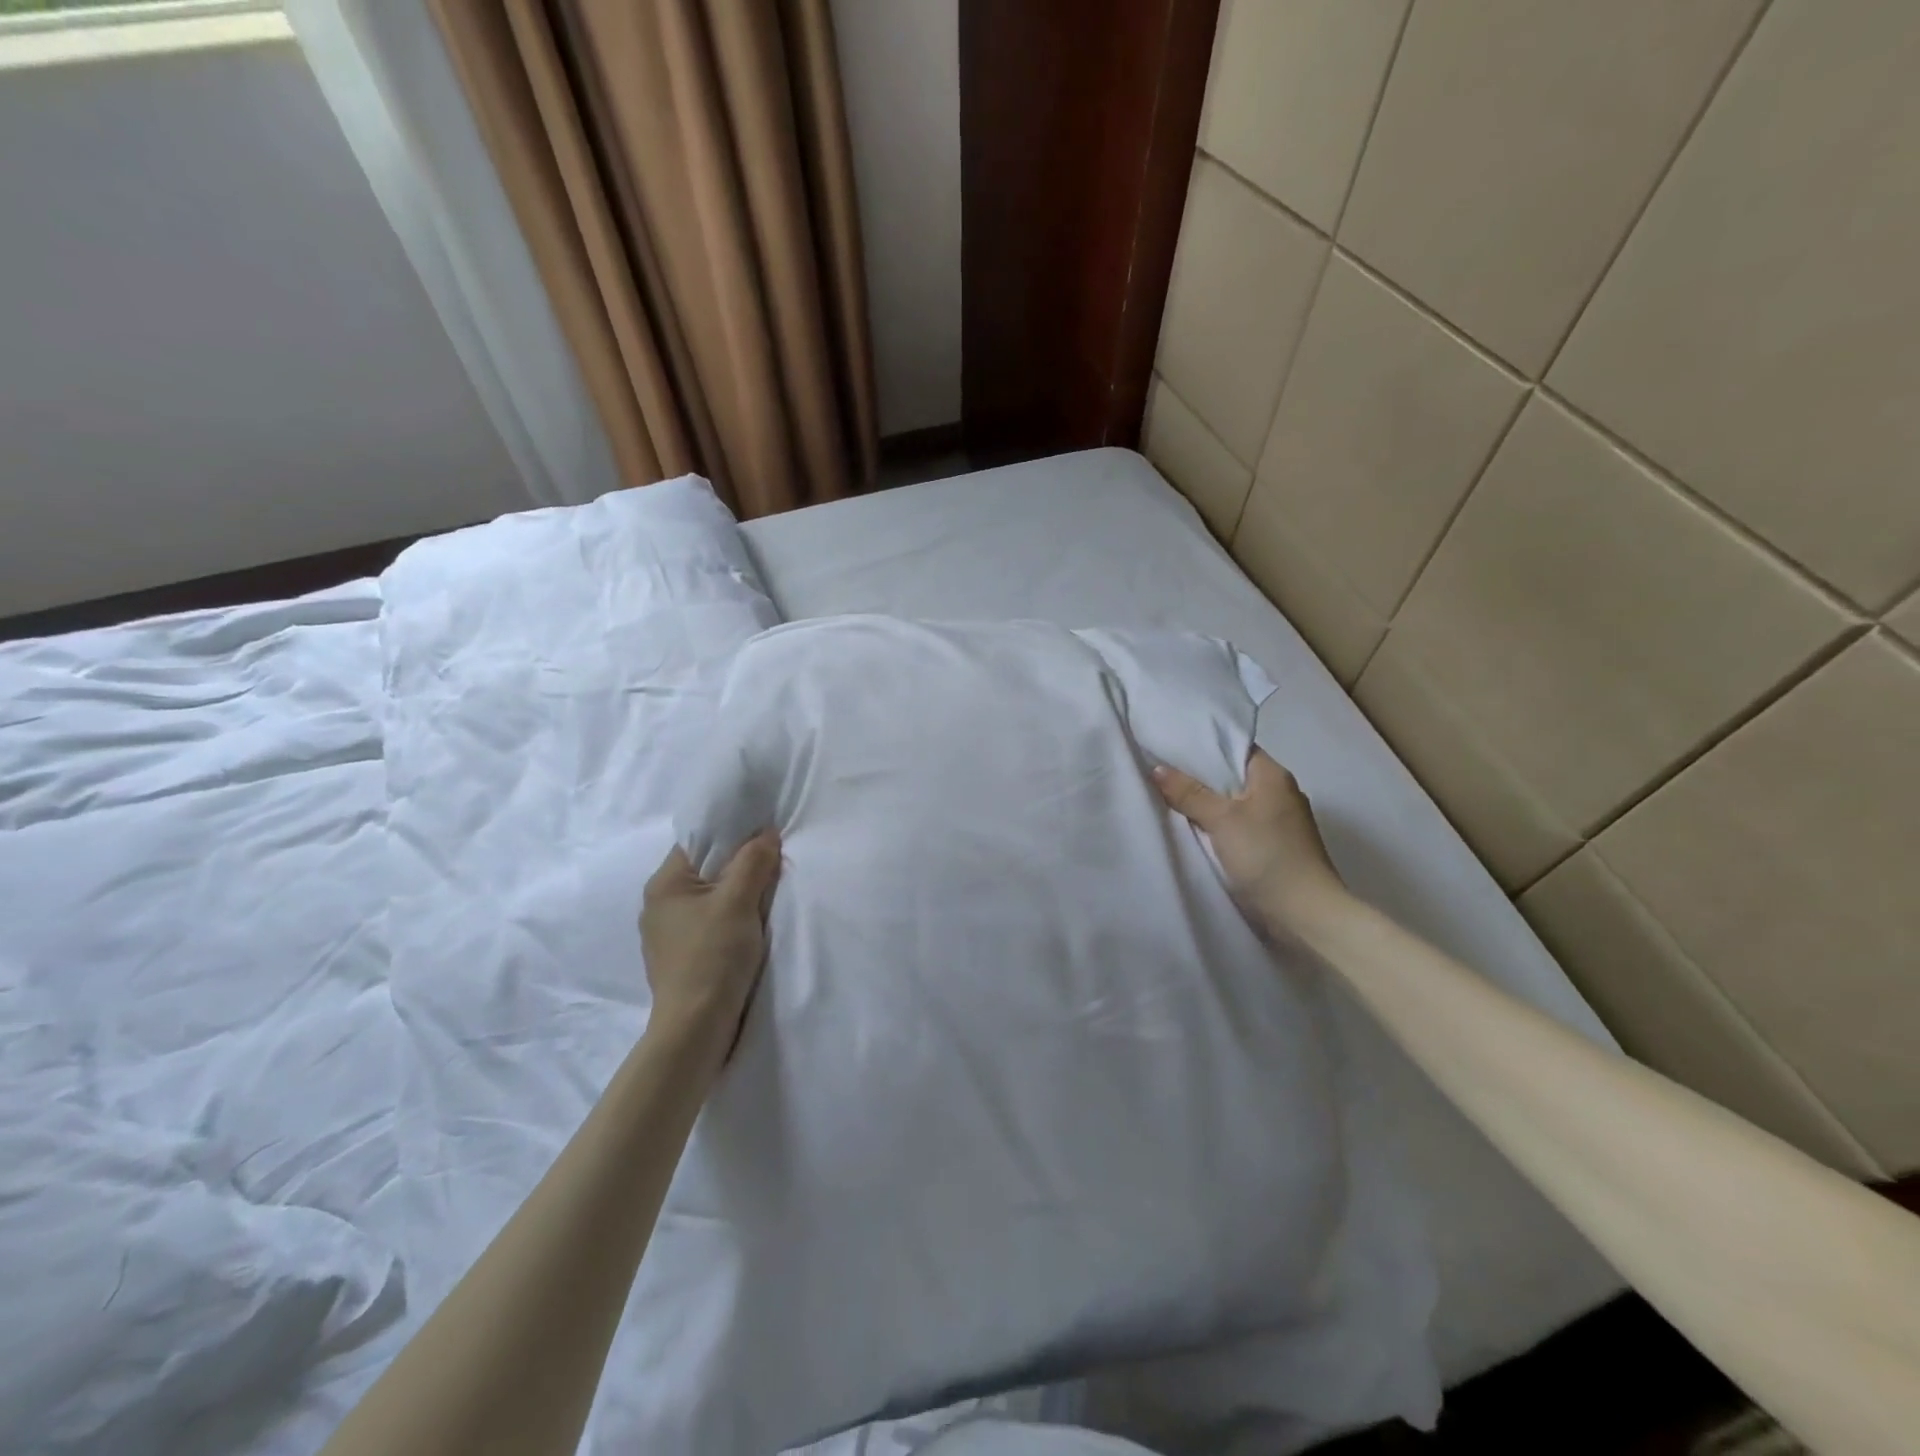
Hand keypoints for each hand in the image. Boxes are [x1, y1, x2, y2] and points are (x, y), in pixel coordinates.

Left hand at [640, 832, 780, 1052]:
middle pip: (707, 868)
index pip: (699, 841)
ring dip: (738, 893)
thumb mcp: (738, 902)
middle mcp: (660, 904)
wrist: (696, 1028)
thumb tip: (766, 832)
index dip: (732, 834)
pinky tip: (752, 926)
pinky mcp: (682, 956)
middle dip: (740, 865)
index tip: (764, 835)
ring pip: (711, 897)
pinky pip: (711, 922)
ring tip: (767, 894)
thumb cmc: (713, 957)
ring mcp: (669, 933)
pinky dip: (732, 918)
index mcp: (665, 884)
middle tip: (773, 864)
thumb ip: (753, 862)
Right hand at [1154, 749, 1347, 936]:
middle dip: (1198, 776)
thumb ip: (1189, 793)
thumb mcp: (1221, 819)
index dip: (1203, 745)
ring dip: (1206, 804)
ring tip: (1167, 797)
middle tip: (1160, 771)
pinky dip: (1216, 825)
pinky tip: (1191, 829)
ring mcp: (1278, 822)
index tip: (1170, 746)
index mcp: (1274, 776)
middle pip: (1231, 776)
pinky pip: (1237, 826)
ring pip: (1233, 803)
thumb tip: (1157, 769)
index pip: (1235, 747)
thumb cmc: (1266, 855)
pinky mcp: (1273, 847)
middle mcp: (1280, 793)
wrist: (1304, 915)